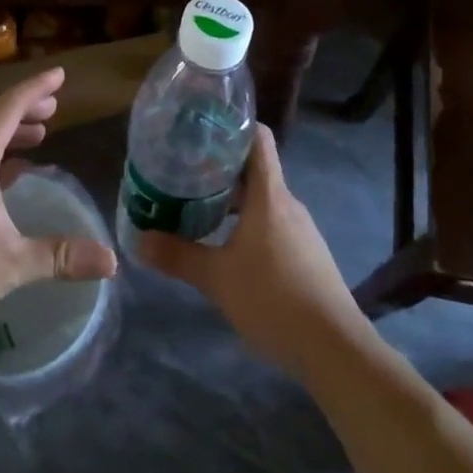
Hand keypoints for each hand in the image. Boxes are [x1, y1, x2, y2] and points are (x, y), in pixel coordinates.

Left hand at [0, 67, 116, 348]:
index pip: (4, 110)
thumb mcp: (9, 266)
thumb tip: (111, 260)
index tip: (59, 75)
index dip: (33, 89)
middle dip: (24, 107)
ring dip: (9, 131)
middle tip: (55, 104)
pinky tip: (13, 175)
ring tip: (40, 133)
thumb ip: (59, 257)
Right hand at [137, 124, 365, 375]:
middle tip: (183, 172)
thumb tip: (138, 240)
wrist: (334, 348)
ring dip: (232, 199)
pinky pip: (272, 222)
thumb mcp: (217, 278)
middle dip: (219, 167)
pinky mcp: (306, 253)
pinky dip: (247, 222)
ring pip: (262, 199)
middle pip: (254, 169)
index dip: (233, 125)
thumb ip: (178, 256)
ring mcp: (301, 229)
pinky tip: (226, 245)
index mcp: (269, 195)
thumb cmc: (273, 299)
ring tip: (197, 207)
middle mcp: (288, 203)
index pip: (259, 138)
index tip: (201, 127)